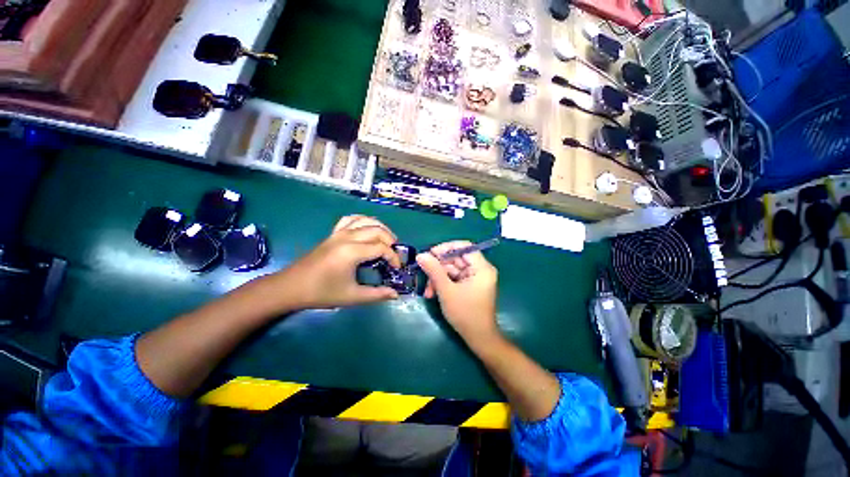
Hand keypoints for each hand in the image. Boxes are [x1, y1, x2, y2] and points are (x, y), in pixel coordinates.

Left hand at [282, 215, 401, 308]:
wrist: (291, 287)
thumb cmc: (321, 292)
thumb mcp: (351, 296)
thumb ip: (376, 294)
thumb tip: (395, 294)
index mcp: (352, 251)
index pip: (381, 248)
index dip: (393, 257)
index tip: (397, 268)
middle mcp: (347, 237)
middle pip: (377, 230)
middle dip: (390, 240)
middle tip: (394, 254)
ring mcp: (338, 233)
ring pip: (365, 220)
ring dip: (380, 227)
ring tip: (386, 239)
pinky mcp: (332, 233)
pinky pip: (350, 219)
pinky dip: (363, 220)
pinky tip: (366, 229)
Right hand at [416, 241, 499, 343]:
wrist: (478, 338)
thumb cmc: (465, 314)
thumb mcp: (446, 291)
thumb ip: (434, 270)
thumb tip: (421, 254)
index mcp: (482, 268)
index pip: (464, 247)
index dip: (446, 248)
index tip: (430, 254)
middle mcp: (480, 270)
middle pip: (456, 258)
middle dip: (439, 268)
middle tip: (424, 274)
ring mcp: (475, 278)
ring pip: (452, 269)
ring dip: (438, 278)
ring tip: (428, 291)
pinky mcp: (470, 285)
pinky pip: (454, 278)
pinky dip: (443, 284)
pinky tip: (433, 293)